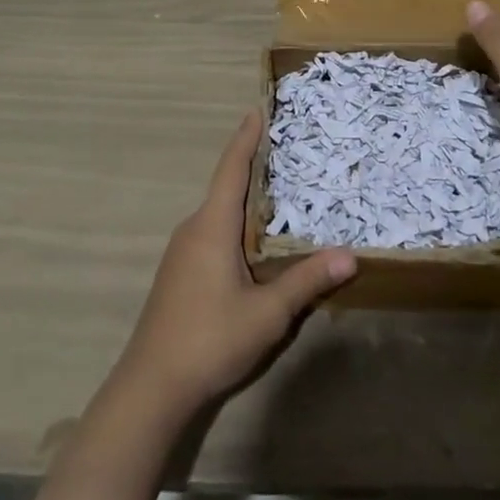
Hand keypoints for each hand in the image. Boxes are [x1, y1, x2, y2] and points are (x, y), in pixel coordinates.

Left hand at [118, 110, 355, 412]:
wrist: (149, 390)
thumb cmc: (209, 339)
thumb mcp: (267, 313)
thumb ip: (307, 281)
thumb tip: (350, 255)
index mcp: (212, 225)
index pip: (232, 168)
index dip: (246, 138)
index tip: (257, 109)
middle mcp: (194, 229)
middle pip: (226, 187)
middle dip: (253, 167)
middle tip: (285, 150)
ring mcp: (181, 253)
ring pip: (218, 214)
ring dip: (244, 200)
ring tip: (278, 194)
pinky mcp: (177, 275)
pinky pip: (211, 234)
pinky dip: (234, 225)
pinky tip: (253, 245)